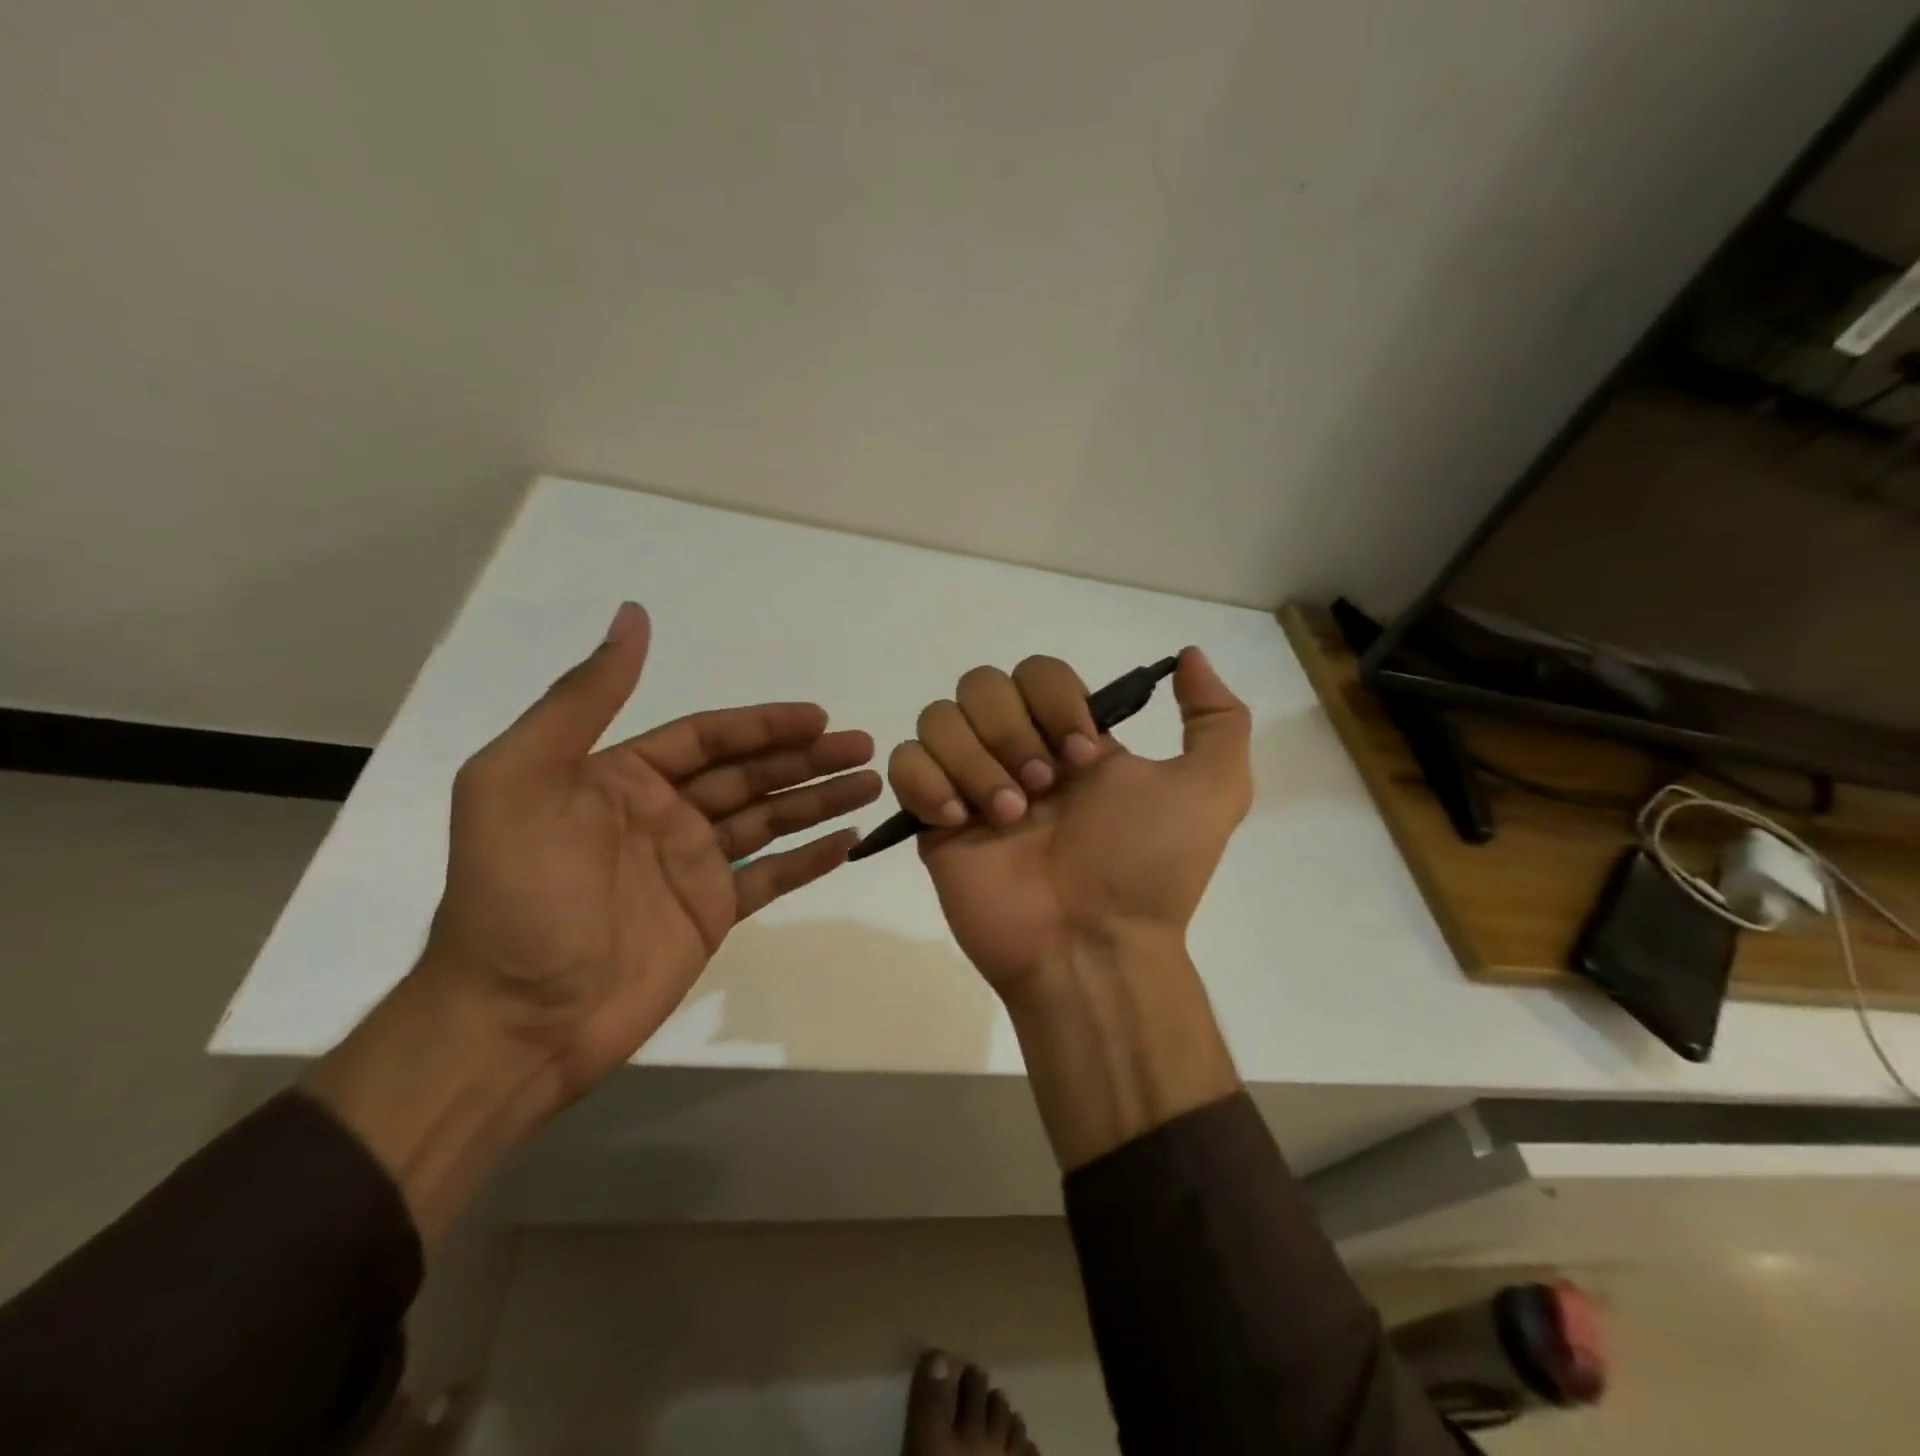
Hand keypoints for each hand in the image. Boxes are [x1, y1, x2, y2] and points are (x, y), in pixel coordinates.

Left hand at [307, 602, 879, 1231]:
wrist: (514, 1021)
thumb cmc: (517, 895)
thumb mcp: (522, 780)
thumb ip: (582, 699)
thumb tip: (633, 616)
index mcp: (621, 776)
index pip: (708, 737)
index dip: (765, 724)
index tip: (819, 717)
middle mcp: (662, 814)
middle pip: (750, 774)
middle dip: (807, 758)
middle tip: (865, 746)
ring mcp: (691, 866)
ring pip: (769, 821)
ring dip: (819, 800)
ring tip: (871, 783)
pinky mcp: (711, 914)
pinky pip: (770, 878)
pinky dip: (809, 860)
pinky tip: (847, 841)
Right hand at [886, 647, 1252, 1167]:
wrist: (1093, 947)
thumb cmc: (1148, 869)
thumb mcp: (1214, 791)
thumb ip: (1216, 718)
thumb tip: (1189, 656)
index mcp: (1071, 739)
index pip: (1038, 672)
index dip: (1054, 701)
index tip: (1083, 758)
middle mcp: (1019, 753)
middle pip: (981, 685)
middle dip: (1011, 732)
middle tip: (1042, 791)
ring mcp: (972, 784)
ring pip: (939, 718)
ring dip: (973, 762)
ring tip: (1006, 818)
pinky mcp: (934, 820)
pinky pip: (904, 764)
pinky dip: (927, 783)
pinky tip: (960, 822)